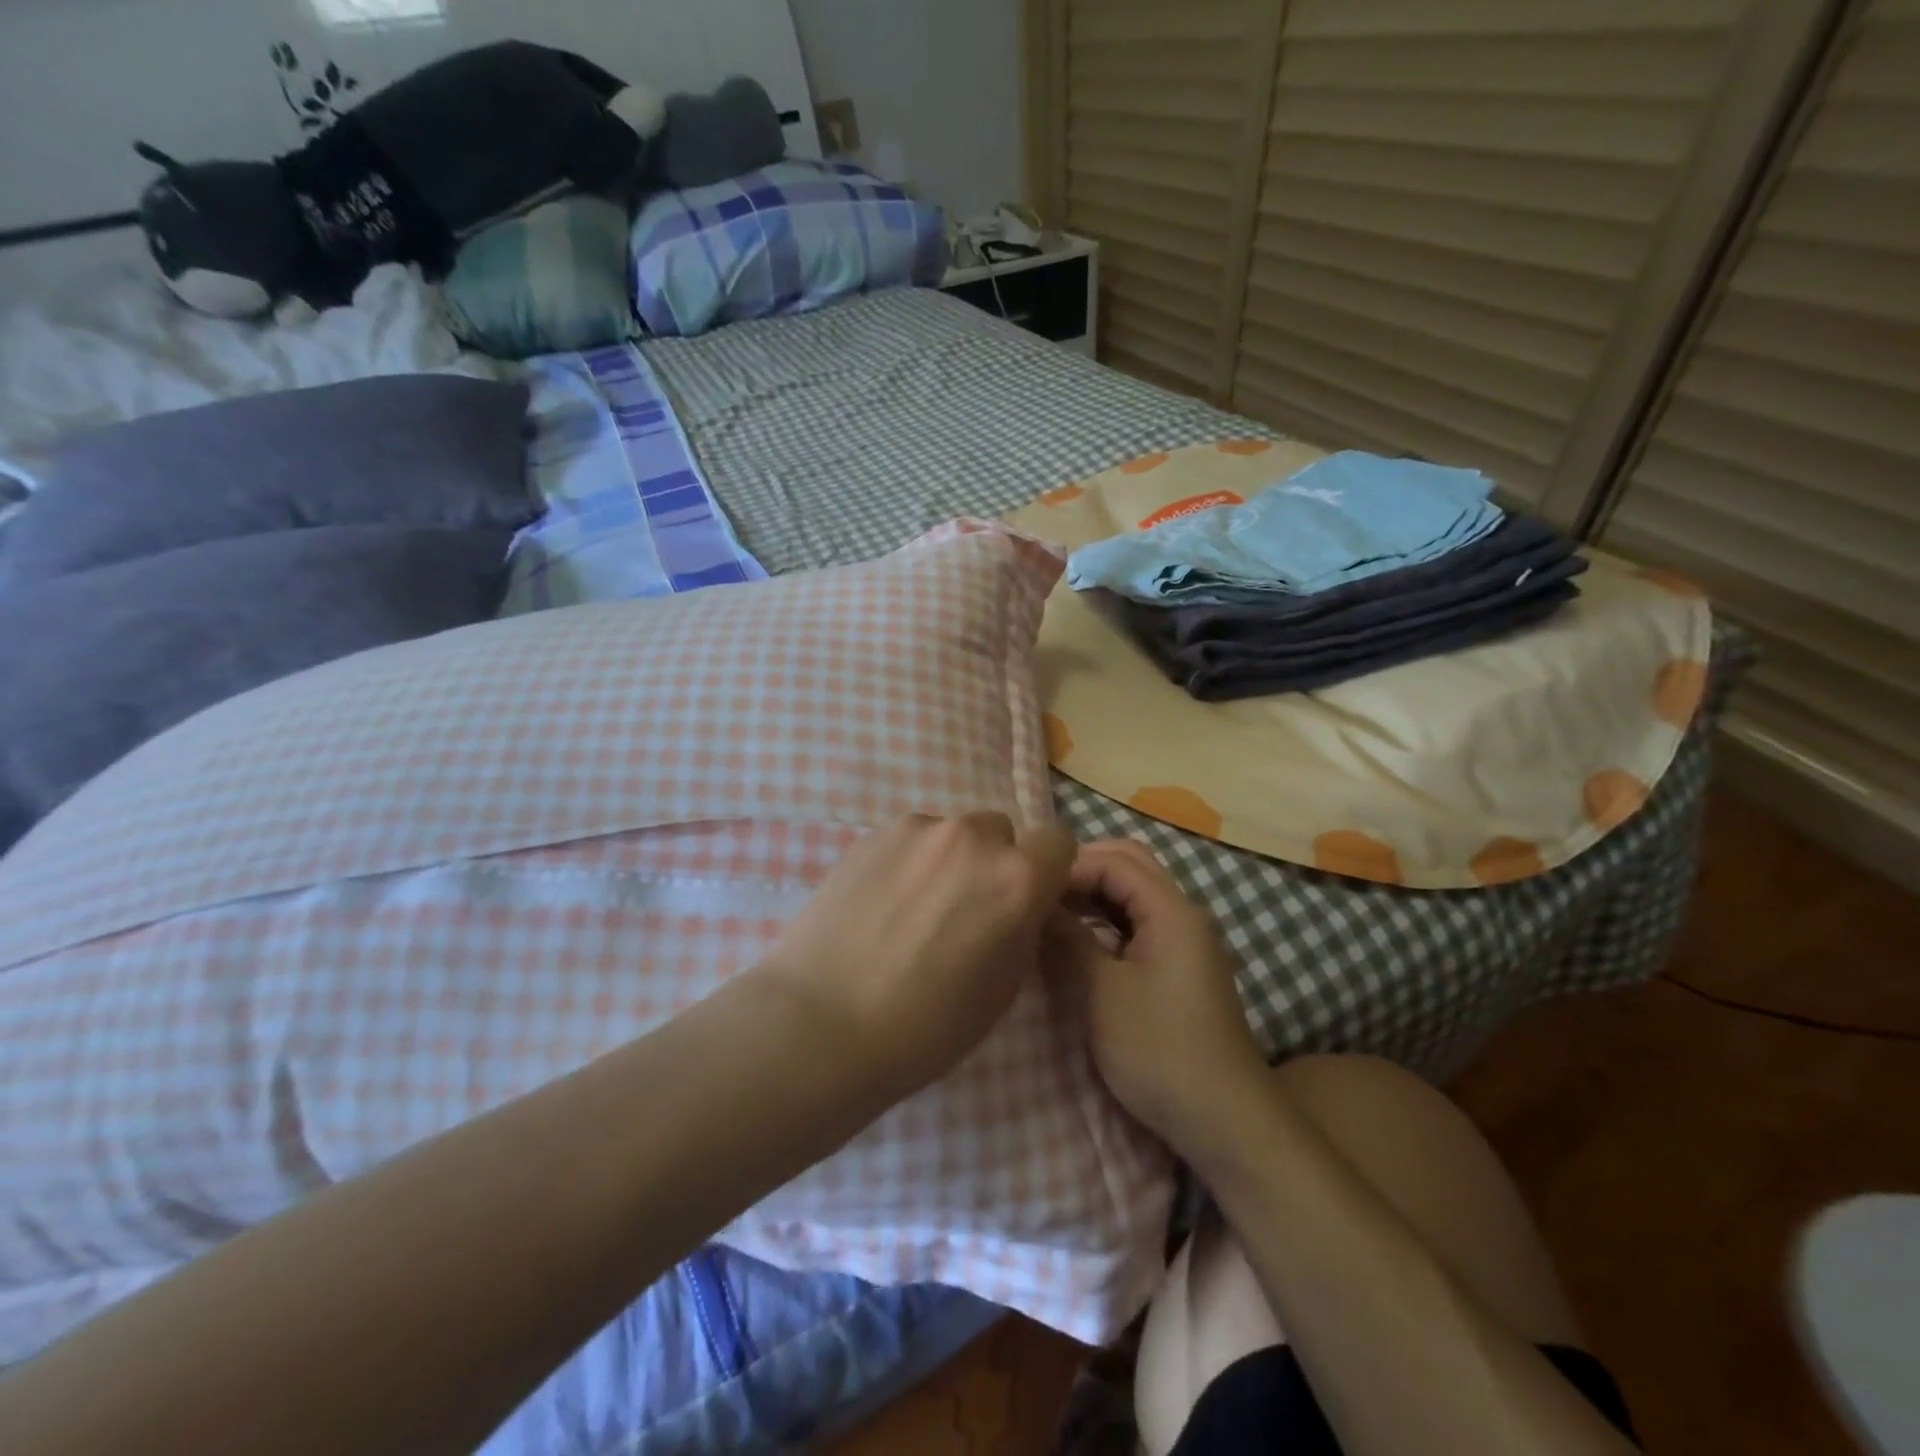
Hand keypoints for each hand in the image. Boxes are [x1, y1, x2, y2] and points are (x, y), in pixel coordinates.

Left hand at [760, 813, 1076, 1104]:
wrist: (822, 1023)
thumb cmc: (926, 1025)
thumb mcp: (1004, 988)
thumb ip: (1023, 929)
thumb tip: (1017, 908)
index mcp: (1017, 877)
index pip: (1058, 841)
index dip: (1046, 870)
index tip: (1026, 900)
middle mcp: (972, 837)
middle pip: (1001, 832)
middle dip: (993, 863)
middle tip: (963, 911)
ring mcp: (917, 829)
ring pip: (952, 833)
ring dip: (948, 860)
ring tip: (912, 910)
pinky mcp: (871, 834)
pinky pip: (910, 839)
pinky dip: (908, 862)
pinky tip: (879, 905)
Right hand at [1049, 839, 1267, 1155]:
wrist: (1224, 1119)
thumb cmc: (1159, 1050)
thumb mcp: (1103, 992)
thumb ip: (1069, 939)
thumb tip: (1037, 904)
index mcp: (1171, 911)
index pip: (1114, 862)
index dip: (1069, 868)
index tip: (1029, 889)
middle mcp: (1183, 914)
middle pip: (1130, 866)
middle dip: (1083, 871)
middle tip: (1039, 892)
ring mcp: (1185, 940)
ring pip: (1135, 895)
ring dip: (1094, 894)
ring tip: (1049, 911)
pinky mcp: (1180, 966)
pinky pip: (1139, 923)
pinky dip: (1107, 920)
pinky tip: (1078, 939)